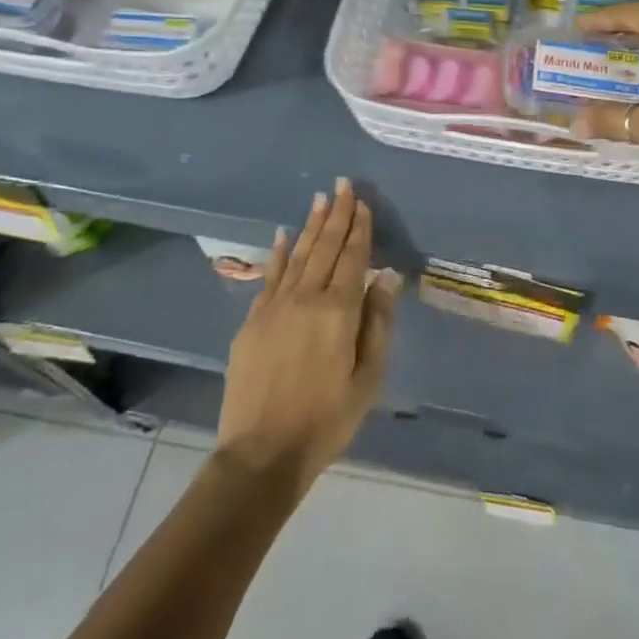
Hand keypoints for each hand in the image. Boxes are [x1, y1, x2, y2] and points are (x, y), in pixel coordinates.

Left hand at [216, 179, 399, 501]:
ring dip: (312, 225)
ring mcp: (275, 306)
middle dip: (337, 214)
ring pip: (299, 255)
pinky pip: (270, 276)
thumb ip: (377, 323)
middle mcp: (306, 298)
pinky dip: (280, 252)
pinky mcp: (253, 320)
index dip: (359, 228)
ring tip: (320, 198)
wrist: (261, 453)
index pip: (353, 257)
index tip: (362, 202)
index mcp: (338, 311)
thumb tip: (385, 277)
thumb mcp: (368, 378)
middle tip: (342, 184)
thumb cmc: (326, 420)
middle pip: (325, 247)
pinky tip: (285, 234)